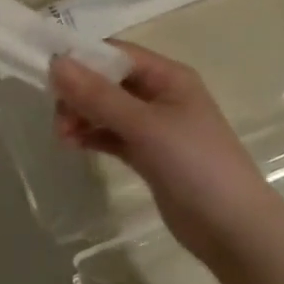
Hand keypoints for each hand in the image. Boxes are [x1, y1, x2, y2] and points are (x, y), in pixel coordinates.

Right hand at [51, 44, 268, 263]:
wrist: (234, 230)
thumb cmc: (195, 164)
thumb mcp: (145, 126)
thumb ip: (99, 95)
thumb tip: (55, 63)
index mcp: (168, 76)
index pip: (117, 53)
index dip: (83, 59)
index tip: (49, 75)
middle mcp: (161, 95)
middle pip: (108, 81)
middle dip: (79, 93)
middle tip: (58, 118)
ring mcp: (155, 127)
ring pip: (107, 109)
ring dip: (82, 116)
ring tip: (63, 137)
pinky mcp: (149, 155)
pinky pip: (112, 135)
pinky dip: (92, 135)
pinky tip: (73, 144)